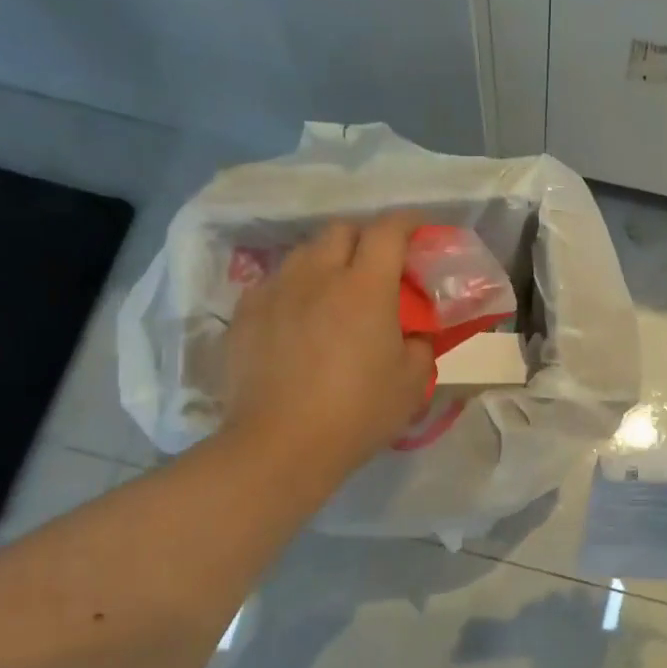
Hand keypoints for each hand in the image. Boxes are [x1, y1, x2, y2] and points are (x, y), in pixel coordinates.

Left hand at [219, 214, 434, 485]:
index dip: (408, 221)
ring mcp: (276, 291)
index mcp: (366, 287)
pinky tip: (298, 316)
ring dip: (327, 260)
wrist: (280, 446)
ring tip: (334, 289)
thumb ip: (420, 346)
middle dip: (365, 237)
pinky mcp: (246, 313)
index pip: (389, 230)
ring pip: (305, 252)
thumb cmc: (356, 413)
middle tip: (377, 266)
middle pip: (342, 230)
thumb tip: (412, 334)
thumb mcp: (412, 384)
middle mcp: (318, 275)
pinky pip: (275, 282)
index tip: (419, 229)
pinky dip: (294, 287)